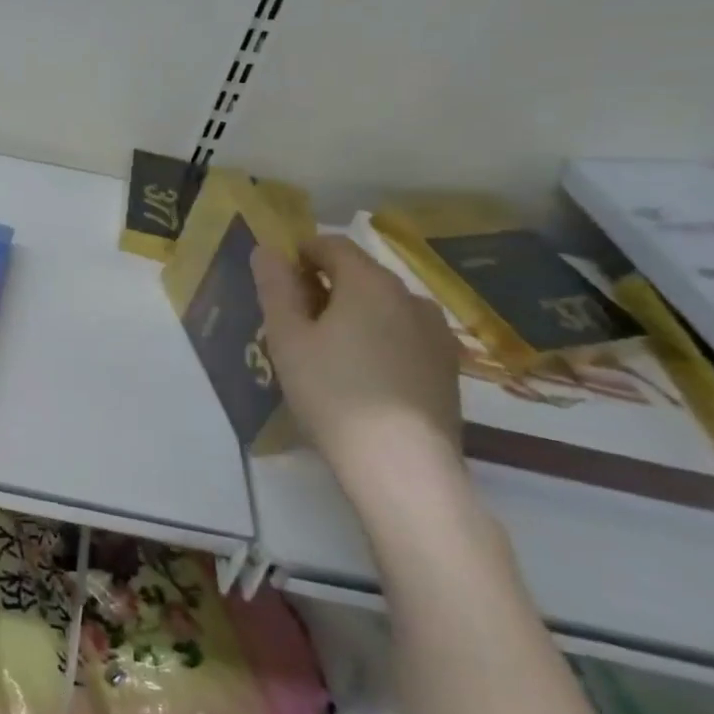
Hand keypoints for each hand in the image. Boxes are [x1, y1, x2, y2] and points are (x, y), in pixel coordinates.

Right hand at [252, 233, 462, 493]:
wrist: (403, 468)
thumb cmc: (333, 393)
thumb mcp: (288, 338)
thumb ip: (275, 288)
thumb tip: (266, 249)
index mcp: (370, 283)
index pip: (332, 245)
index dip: (300, 253)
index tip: (277, 281)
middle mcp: (411, 297)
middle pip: (360, 275)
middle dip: (324, 287)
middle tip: (293, 321)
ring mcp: (436, 335)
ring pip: (383, 308)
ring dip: (353, 315)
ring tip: (325, 352)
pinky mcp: (447, 370)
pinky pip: (403, 337)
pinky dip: (377, 341)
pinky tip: (360, 377)